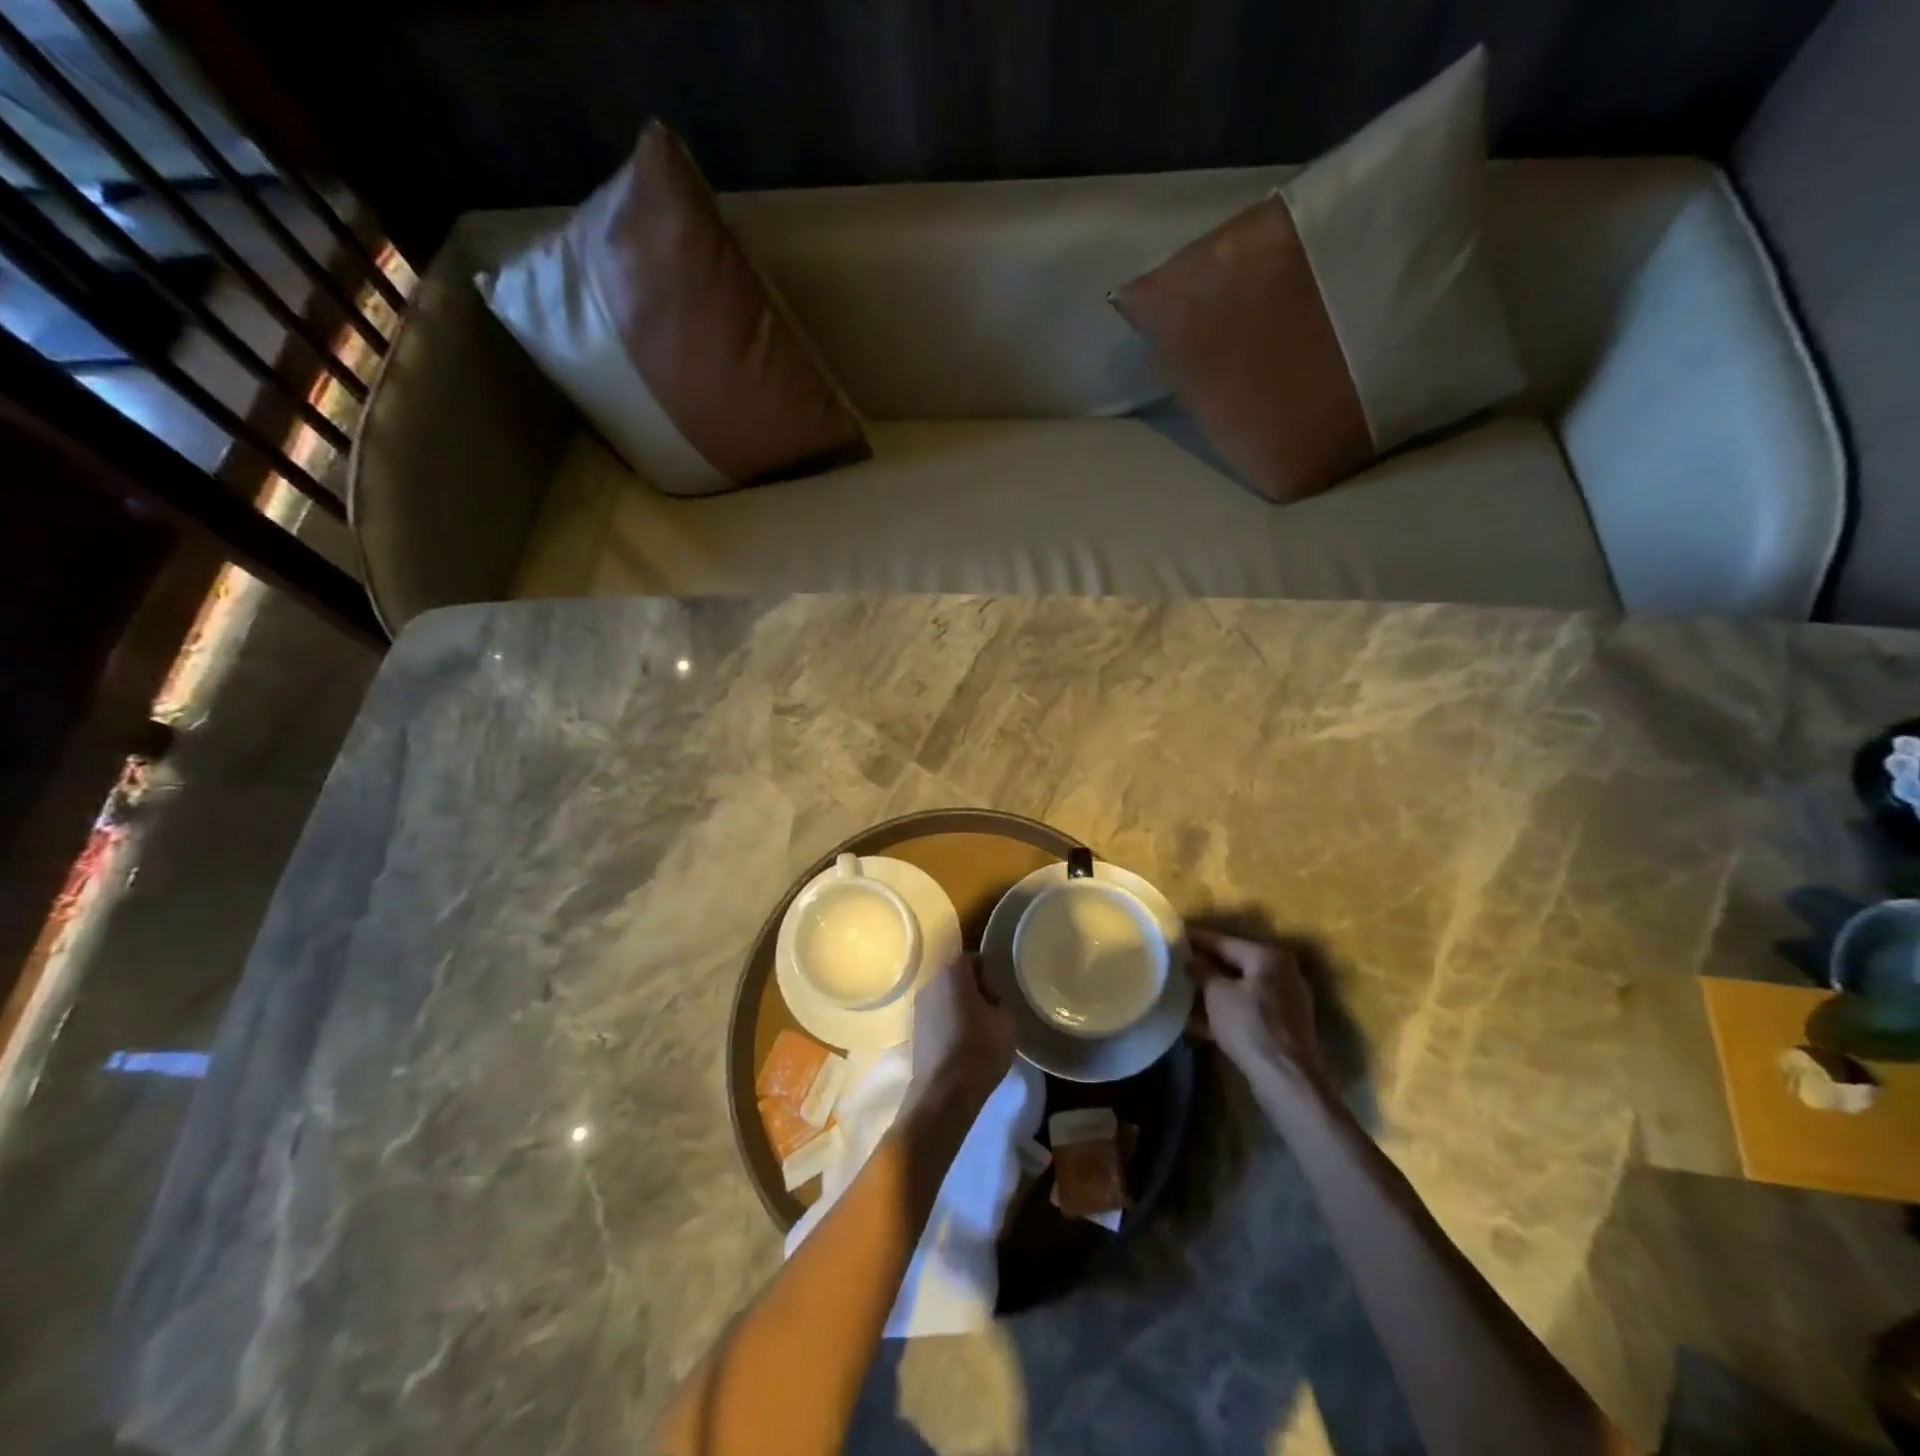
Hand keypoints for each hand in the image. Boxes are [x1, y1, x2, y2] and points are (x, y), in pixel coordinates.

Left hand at [904, 954, 1015, 1112]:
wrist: (944, 1094)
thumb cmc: (979, 1050)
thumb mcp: (1007, 1022)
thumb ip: (1001, 1001)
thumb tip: (994, 1000)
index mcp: (952, 973)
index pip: (973, 959)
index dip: (990, 972)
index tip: (1002, 990)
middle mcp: (930, 983)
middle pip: (957, 977)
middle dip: (975, 989)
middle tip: (994, 1008)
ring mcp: (918, 1007)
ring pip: (946, 997)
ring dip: (961, 1006)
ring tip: (980, 1028)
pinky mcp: (914, 1030)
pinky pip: (937, 1016)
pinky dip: (950, 1022)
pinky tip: (964, 1042)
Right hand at [1189, 930, 1328, 1093]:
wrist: (1287, 1081)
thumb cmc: (1250, 1026)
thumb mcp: (1217, 994)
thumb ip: (1202, 970)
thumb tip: (1190, 958)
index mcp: (1269, 958)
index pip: (1224, 941)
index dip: (1196, 939)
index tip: (1172, 936)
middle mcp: (1282, 974)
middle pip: (1234, 965)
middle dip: (1203, 968)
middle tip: (1173, 965)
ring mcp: (1285, 1003)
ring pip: (1239, 991)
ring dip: (1211, 993)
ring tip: (1179, 992)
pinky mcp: (1281, 1029)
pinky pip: (1245, 1012)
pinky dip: (1223, 1014)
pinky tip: (1194, 1022)